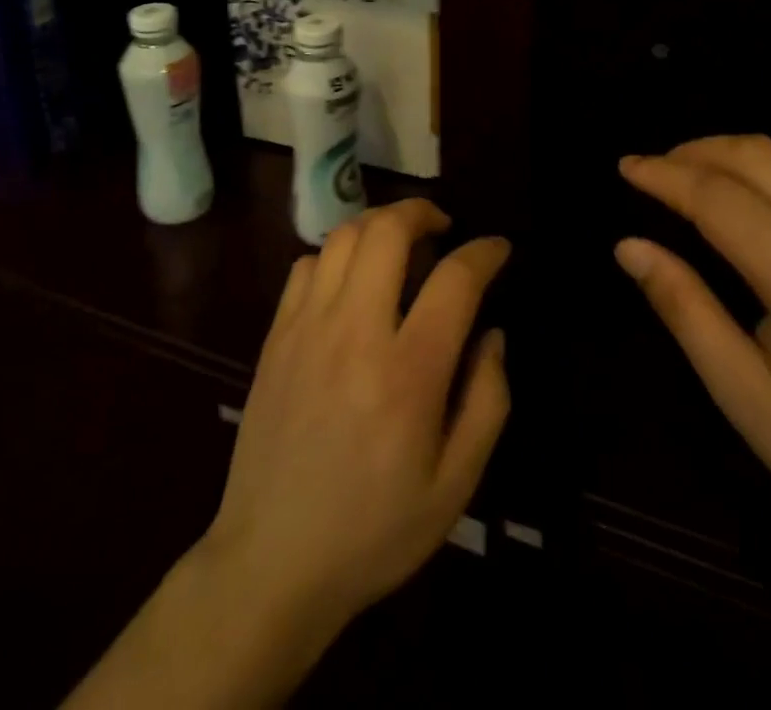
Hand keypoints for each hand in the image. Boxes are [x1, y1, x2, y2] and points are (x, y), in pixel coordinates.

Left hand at [201, 199, 510, 635]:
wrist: (272, 559)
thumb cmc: (375, 529)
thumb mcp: (455, 486)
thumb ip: (487, 401)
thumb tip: (491, 333)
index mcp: (408, 374)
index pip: (454, 280)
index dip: (484, 252)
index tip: (498, 248)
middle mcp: (355, 333)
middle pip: (387, 231)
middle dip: (421, 212)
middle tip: (443, 227)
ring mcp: (307, 328)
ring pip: (343, 237)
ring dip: (378, 225)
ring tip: (400, 243)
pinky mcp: (276, 335)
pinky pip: (306, 265)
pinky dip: (336, 255)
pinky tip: (351, 279)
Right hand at [616, 137, 770, 572]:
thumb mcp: (743, 396)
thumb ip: (684, 310)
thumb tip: (629, 246)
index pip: (721, 199)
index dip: (665, 175)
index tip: (625, 167)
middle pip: (760, 158)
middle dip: (695, 151)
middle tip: (653, 169)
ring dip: (737, 151)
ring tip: (695, 171)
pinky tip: (755, 192)